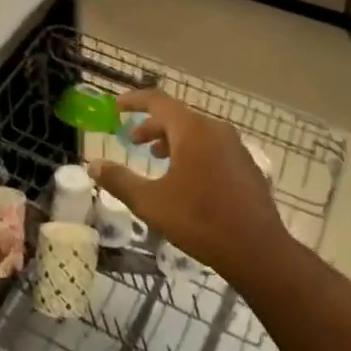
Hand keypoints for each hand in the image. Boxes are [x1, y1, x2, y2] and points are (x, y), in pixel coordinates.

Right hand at [88, 89, 285, 282]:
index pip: (158, 101)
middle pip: (177, 117)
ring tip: (157, 159)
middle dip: (152, 126)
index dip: (134, 101)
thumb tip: (93, 165)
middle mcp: (215, 129)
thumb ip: (120, 180)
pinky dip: (193, 153)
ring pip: (196, 133)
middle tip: (132, 142)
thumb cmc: (199, 221)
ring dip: (172, 141)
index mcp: (191, 130)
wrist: (256, 249)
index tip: (116, 106)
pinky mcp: (246, 165)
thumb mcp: (151, 203)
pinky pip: (213, 147)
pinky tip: (187, 180)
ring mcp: (235, 146)